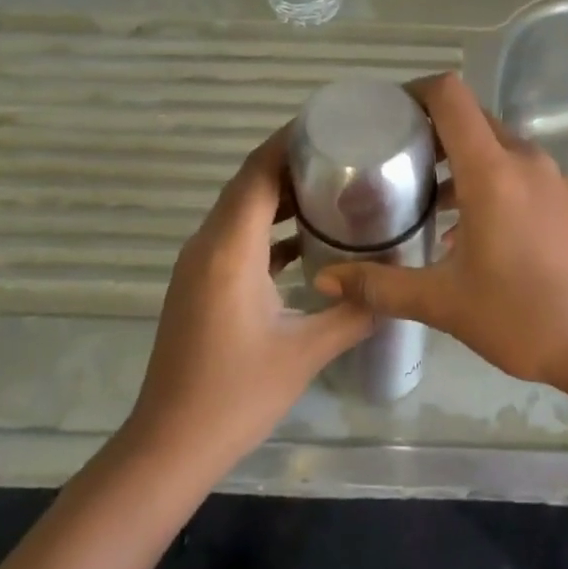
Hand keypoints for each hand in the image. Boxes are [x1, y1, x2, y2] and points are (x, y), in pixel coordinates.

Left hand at [126, 127, 371, 467]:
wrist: (170, 445)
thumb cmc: (236, 395)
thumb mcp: (305, 352)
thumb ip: (355, 312)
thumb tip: (397, 288)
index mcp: (230, 249)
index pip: (258, 173)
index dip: (289, 142)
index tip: (330, 124)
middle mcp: (208, 245)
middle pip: (249, 183)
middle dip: (292, 163)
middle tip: (346, 153)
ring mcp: (199, 264)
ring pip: (242, 210)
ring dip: (281, 195)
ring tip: (334, 186)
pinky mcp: (200, 284)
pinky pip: (237, 237)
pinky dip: (270, 227)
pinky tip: (307, 240)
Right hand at [315, 73, 567, 392]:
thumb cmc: (522, 317)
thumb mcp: (444, 303)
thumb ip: (381, 287)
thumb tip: (326, 281)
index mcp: (491, 170)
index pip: (451, 96)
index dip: (416, 92)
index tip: (388, 114)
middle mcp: (525, 160)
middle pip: (473, 120)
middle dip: (434, 132)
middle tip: (398, 163)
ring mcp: (555, 178)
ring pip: (499, 148)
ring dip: (464, 162)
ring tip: (431, 203)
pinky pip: (523, 172)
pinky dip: (493, 181)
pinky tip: (477, 232)